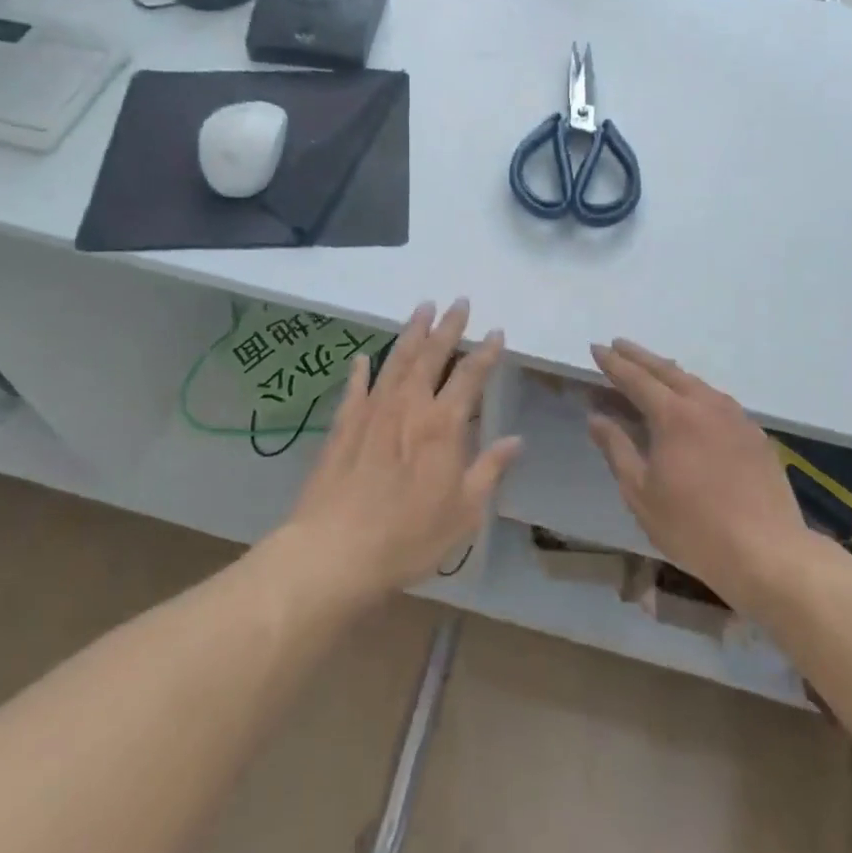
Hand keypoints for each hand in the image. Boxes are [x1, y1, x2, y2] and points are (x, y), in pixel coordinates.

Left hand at [283, 299, 519, 600]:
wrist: (336, 551)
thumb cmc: (409, 536)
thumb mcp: (464, 512)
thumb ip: (490, 470)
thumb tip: (516, 440)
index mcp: (443, 425)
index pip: (470, 377)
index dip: (485, 353)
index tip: (496, 331)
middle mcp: (409, 407)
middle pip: (431, 356)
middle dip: (448, 327)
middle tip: (459, 301)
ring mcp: (372, 412)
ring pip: (396, 361)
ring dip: (411, 333)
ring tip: (422, 309)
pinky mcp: (342, 426)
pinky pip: (355, 388)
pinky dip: (361, 370)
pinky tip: (364, 357)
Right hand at [588, 339, 809, 609]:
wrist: (768, 552)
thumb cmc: (693, 526)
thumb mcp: (641, 492)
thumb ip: (617, 449)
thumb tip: (596, 417)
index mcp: (674, 416)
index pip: (636, 379)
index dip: (613, 363)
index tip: (597, 348)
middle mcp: (706, 405)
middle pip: (668, 371)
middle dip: (640, 357)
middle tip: (619, 345)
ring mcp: (735, 417)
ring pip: (696, 383)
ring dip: (669, 372)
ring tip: (652, 368)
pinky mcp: (755, 435)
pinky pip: (717, 400)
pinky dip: (694, 391)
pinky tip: (692, 402)